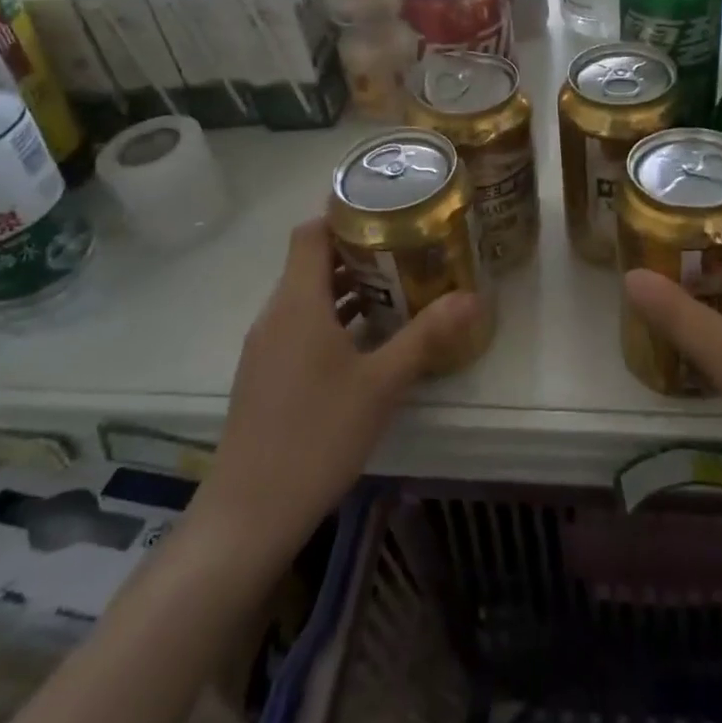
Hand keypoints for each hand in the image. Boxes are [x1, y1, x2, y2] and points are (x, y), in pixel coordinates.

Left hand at [196, 218, 480, 562]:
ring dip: (347, 287)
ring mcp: (266, 347)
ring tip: (397, 286)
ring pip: (307, 296)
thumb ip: (426, 336)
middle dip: (358, 250)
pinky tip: (368, 339)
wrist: (248, 513)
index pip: (310, 232)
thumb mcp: (381, 383)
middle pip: (311, 261)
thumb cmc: (316, 435)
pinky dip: (333, 317)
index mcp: (297, 303)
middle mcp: (275, 315)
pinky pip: (300, 325)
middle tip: (407, 247)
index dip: (343, 213)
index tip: (387, 209)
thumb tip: (473, 297)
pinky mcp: (265, 375)